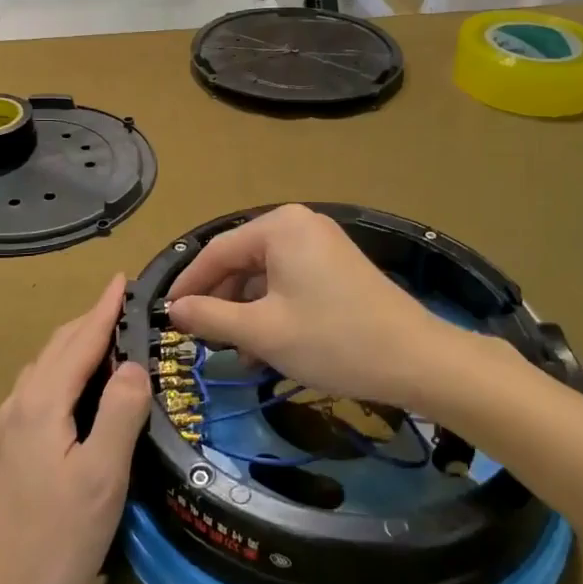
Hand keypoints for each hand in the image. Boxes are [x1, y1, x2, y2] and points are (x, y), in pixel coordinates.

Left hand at [0, 274, 150, 583]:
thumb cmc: (49, 545)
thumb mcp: (100, 479)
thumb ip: (120, 414)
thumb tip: (134, 364)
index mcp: (43, 402)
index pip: (81, 339)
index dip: (105, 307)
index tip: (124, 277)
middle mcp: (20, 404)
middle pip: (59, 347)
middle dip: (92, 320)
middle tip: (127, 307)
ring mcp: (7, 430)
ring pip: (46, 368)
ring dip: (77, 345)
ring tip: (109, 341)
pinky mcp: (5, 454)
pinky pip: (40, 390)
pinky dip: (65, 372)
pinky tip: (78, 394)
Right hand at [166, 205, 449, 411]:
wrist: (415, 359)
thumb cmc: (332, 340)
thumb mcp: (262, 332)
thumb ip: (211, 316)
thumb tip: (175, 309)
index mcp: (279, 227)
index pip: (217, 251)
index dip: (189, 285)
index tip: (168, 316)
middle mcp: (299, 224)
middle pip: (242, 260)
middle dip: (221, 301)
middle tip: (201, 339)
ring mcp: (321, 243)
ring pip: (265, 274)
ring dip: (246, 311)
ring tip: (235, 352)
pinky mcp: (337, 266)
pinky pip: (290, 281)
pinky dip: (273, 309)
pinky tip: (266, 346)